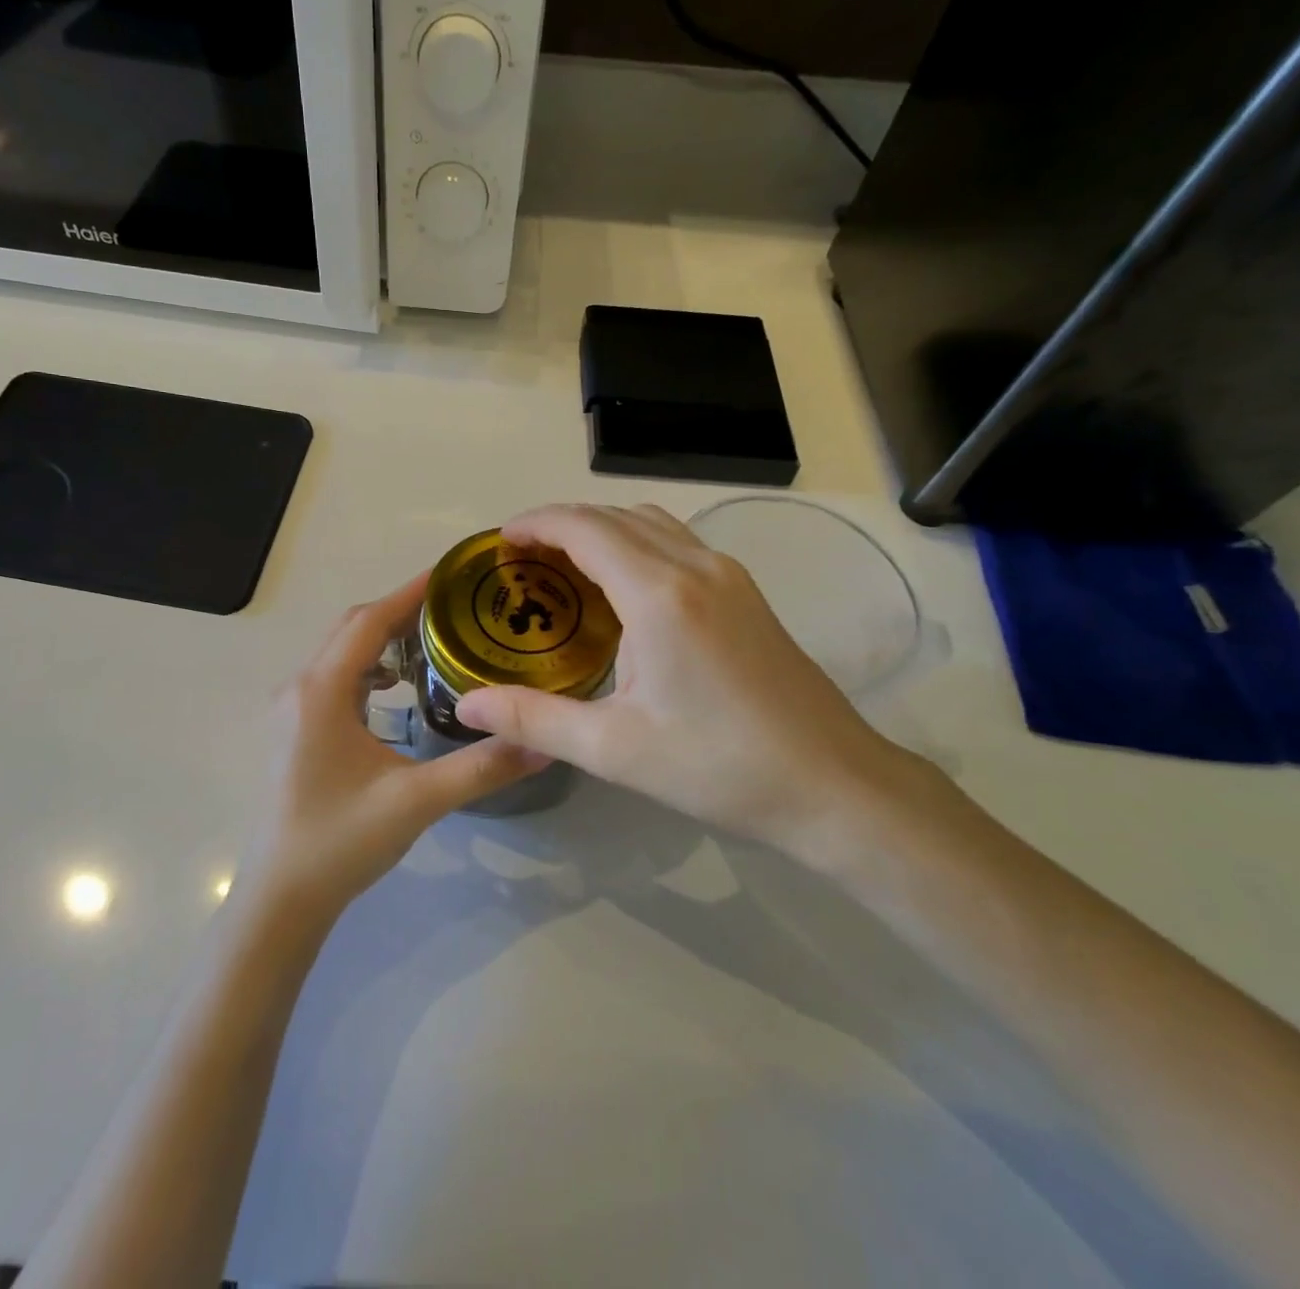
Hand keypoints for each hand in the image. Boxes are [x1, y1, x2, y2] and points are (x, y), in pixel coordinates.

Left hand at [236, 572, 548, 929]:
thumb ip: (481, 768)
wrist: (281, 898)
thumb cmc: (340, 843)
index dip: (410, 594)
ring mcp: (290, 710)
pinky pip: (333, 678)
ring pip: (340, 653)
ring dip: (382, 640)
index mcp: (321, 692)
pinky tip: (395, 691)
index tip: (452, 574)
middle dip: (400, 613)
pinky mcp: (293, 730)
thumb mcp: (417, 802)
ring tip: (434, 644)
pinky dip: (366, 669)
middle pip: (351, 629)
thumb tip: (543, 744)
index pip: (368, 622)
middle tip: (455, 610)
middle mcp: (299, 689)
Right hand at [455, 504, 941, 867]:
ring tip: (564, 567)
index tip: (500, 541)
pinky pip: (677, 542)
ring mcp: (729, 575)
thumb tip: (466, 706)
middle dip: (562, 524)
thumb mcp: (614, 749)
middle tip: (521, 560)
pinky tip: (622, 589)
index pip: (585, 527)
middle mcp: (696, 566)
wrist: (833, 784)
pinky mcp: (747, 593)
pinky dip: (636, 543)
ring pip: (651, 523)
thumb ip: (533, 720)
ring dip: (602, 529)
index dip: (537, 523)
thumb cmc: (718, 767)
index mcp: (659, 594)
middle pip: (616, 516)